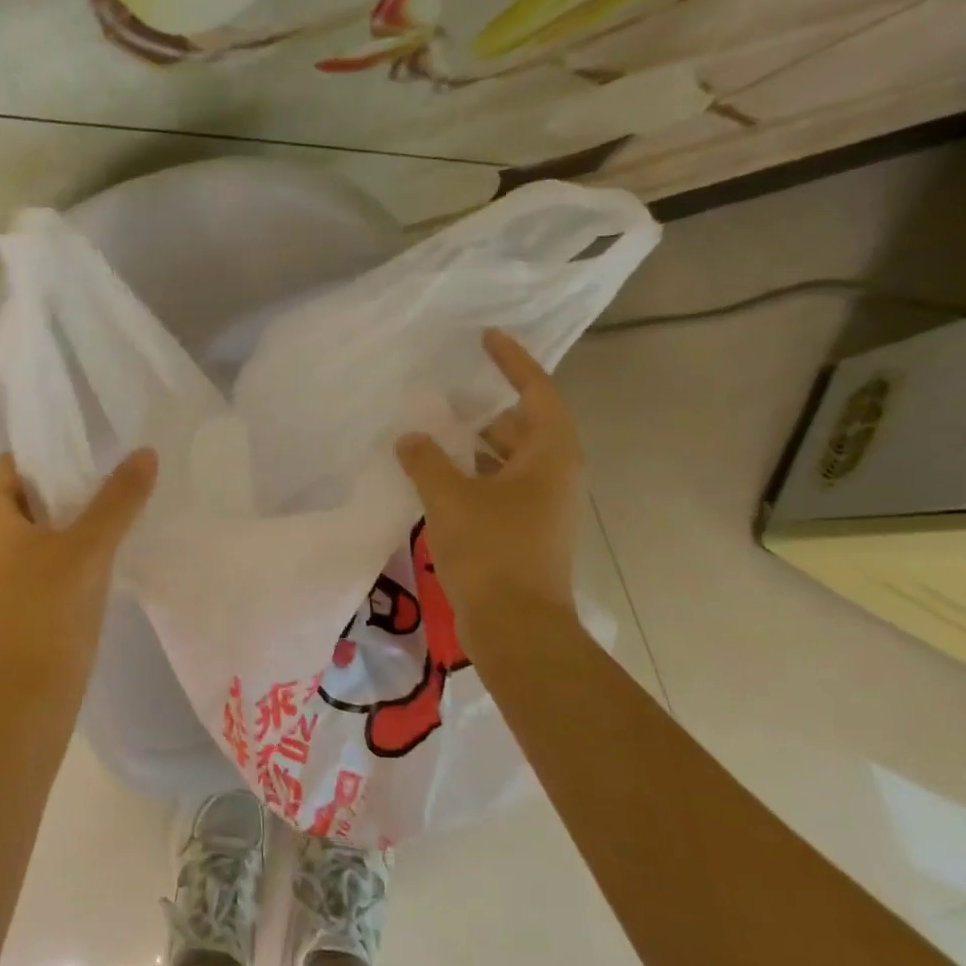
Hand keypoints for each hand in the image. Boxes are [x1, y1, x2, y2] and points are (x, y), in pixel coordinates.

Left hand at [0, 449, 157, 721]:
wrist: (32, 700)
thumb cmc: (52, 613)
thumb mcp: (91, 549)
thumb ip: (119, 499)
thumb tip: (145, 453)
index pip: (8, 465)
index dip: (45, 451)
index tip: (87, 446)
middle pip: (20, 496)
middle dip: (63, 484)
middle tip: (108, 472)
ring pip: (30, 530)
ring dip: (65, 518)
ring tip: (110, 507)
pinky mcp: (7, 603)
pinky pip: (33, 559)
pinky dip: (61, 548)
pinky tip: (97, 553)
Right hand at [396, 330, 583, 645]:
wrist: (518, 628)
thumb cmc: (492, 552)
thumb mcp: (451, 498)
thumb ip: (427, 461)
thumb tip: (411, 439)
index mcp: (550, 455)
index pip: (537, 391)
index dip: (513, 361)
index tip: (487, 338)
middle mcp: (553, 475)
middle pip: (522, 426)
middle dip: (485, 409)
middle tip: (446, 392)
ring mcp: (541, 506)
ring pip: (507, 460)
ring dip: (473, 446)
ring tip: (432, 433)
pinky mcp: (524, 531)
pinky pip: (497, 487)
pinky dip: (471, 476)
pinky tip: (434, 479)